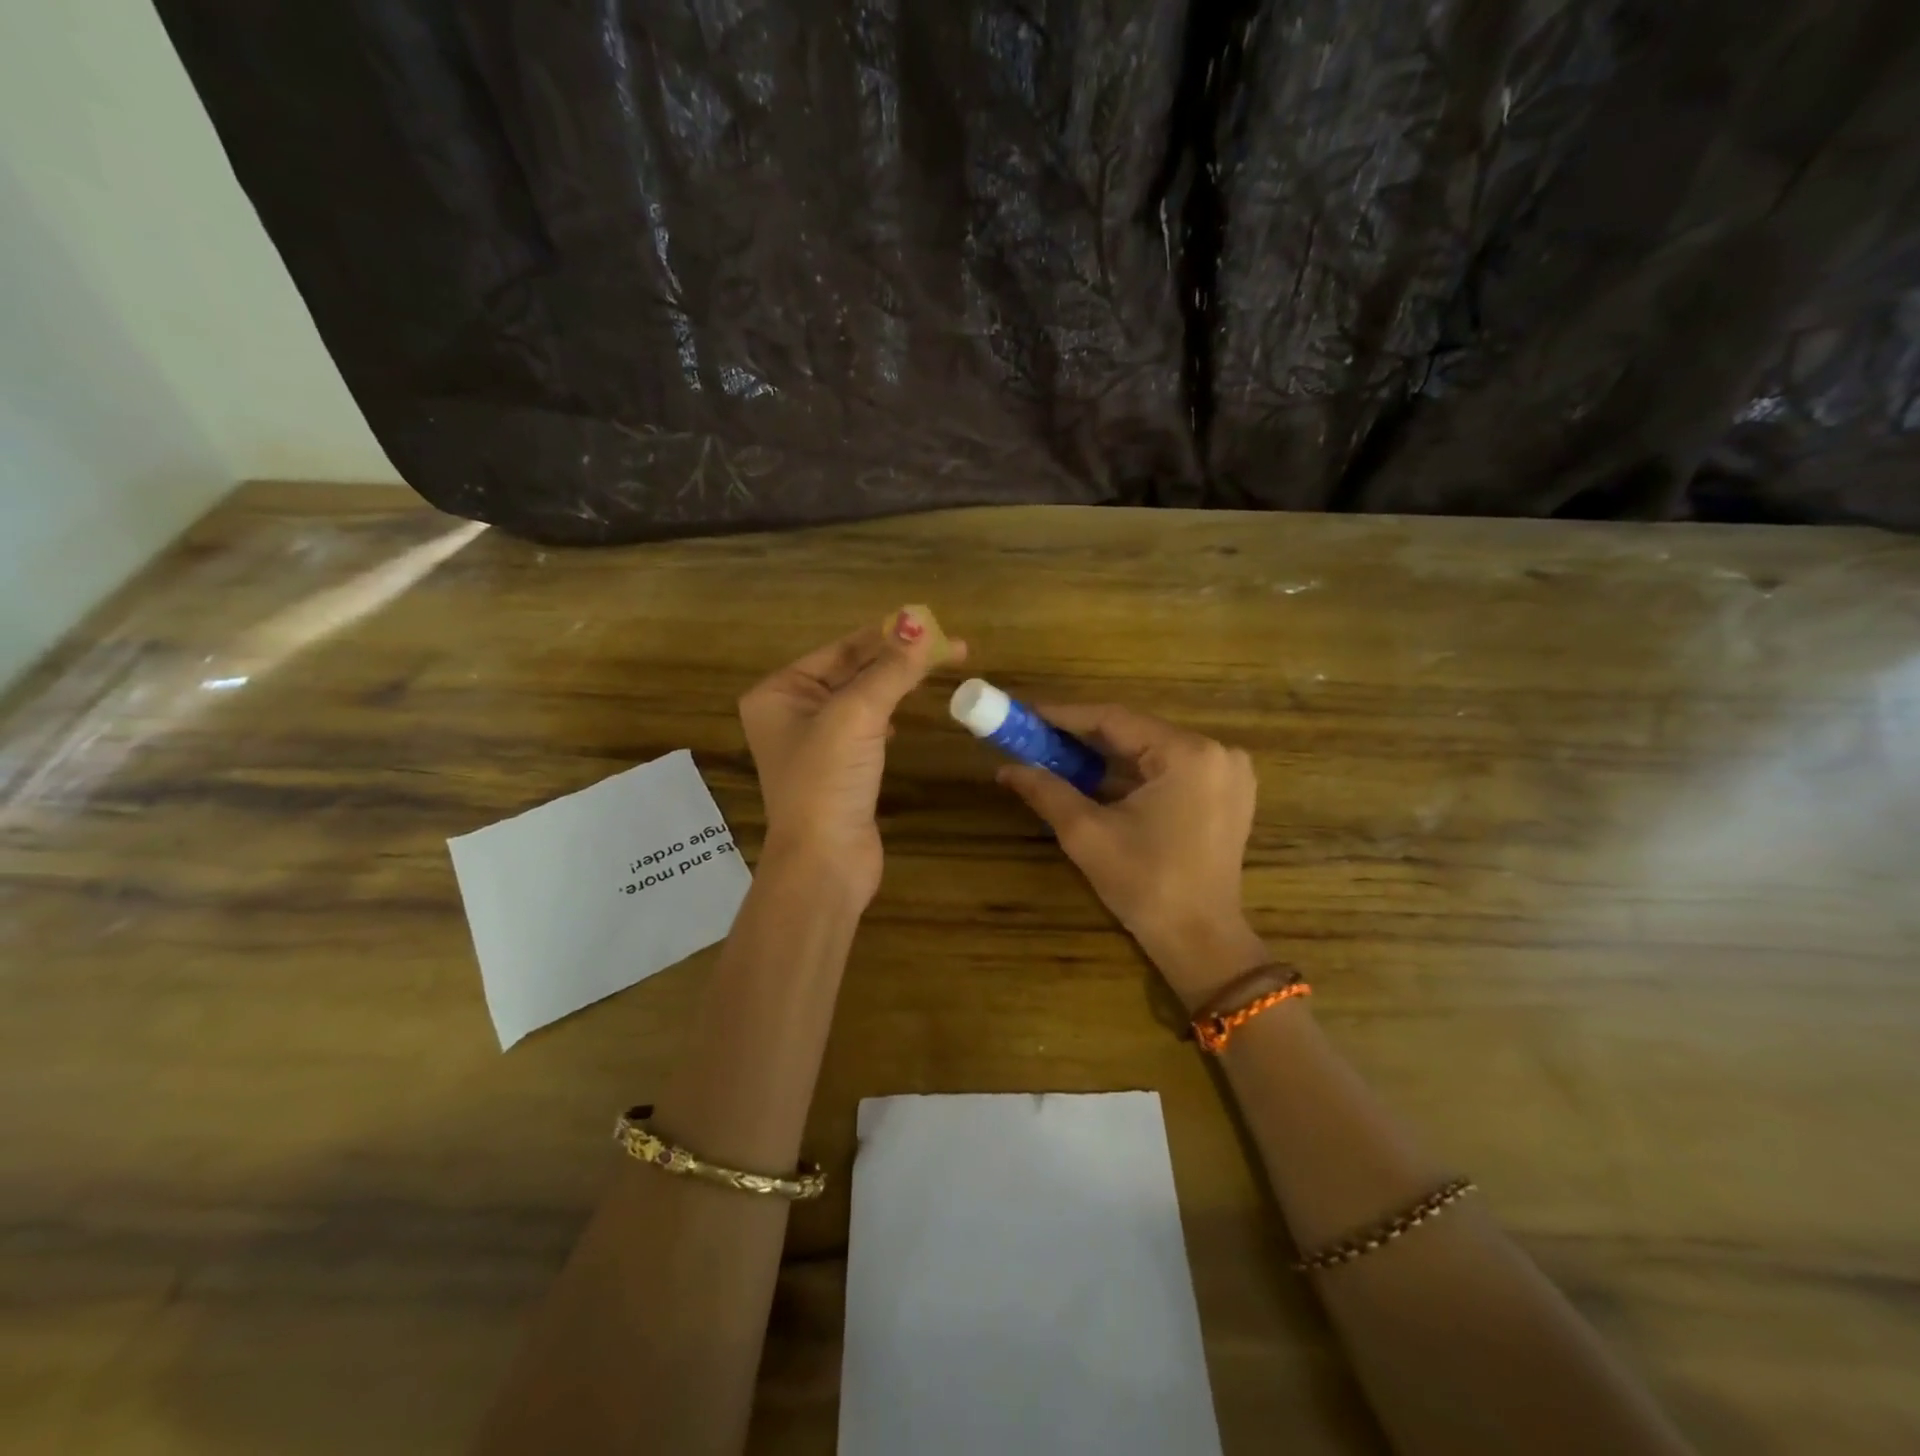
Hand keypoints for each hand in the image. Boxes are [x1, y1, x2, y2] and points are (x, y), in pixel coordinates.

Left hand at [738, 612, 963, 904]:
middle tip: (950, 647)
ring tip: (937, 669)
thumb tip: (921, 625)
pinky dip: (888, 716)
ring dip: (896, 684)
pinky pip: (866, 727)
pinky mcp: (838, 769)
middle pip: (852, 671)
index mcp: (779, 692)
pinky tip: (903, 718)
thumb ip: (891, 669)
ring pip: (862, 699)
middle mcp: (790, 712)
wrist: (824, 862)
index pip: (841, 649)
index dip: (889, 635)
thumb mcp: (857, 715)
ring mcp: (814, 743)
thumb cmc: (827, 781)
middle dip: (898, 658)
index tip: (935, 626)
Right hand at [997, 706, 1266, 1008]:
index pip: (1115, 719)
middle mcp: (1216, 752)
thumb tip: (1005, 768)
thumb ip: (1046, 790)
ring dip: (1106, 755)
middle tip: (1035, 736)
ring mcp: (1227, 773)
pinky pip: (1170, 769)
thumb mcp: (1087, 834)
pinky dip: (1133, 772)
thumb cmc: (1145, 884)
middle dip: (1082, 737)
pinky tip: (1097, 778)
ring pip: (1152, 751)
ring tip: (1057, 756)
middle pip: (1136, 732)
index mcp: (1188, 754)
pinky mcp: (1227, 794)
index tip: (1026, 712)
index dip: (1064, 716)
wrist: (1201, 941)